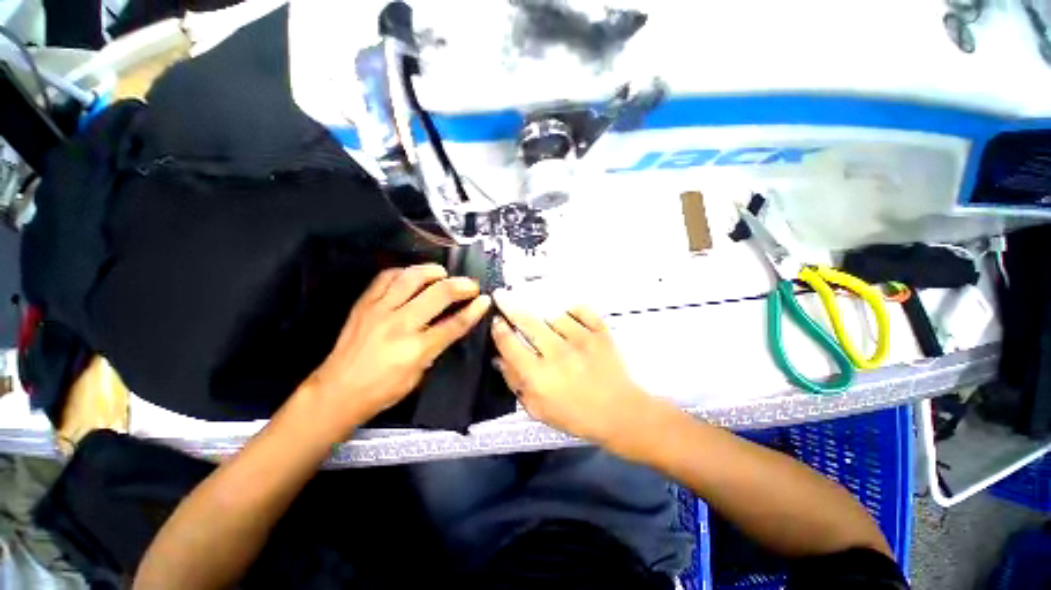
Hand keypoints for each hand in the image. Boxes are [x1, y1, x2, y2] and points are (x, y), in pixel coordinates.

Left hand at [305, 264, 490, 430]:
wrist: (337, 391)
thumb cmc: (382, 390)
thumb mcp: (419, 375)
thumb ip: (435, 347)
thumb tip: (449, 326)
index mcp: (417, 348)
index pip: (455, 323)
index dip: (475, 310)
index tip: (485, 300)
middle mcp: (400, 324)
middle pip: (439, 294)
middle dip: (462, 285)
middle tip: (471, 285)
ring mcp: (380, 310)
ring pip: (412, 278)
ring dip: (433, 271)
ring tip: (444, 273)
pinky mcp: (364, 304)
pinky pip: (386, 277)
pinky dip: (404, 272)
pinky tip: (413, 275)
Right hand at [490, 291, 656, 453]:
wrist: (620, 413)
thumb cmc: (576, 415)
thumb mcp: (538, 409)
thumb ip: (516, 383)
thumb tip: (499, 358)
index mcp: (539, 375)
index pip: (510, 344)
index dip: (499, 329)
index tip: (496, 320)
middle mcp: (557, 353)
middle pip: (527, 322)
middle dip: (509, 305)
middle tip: (501, 295)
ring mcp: (581, 340)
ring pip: (553, 315)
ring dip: (544, 314)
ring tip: (542, 316)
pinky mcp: (600, 333)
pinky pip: (581, 311)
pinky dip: (572, 309)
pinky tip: (567, 313)